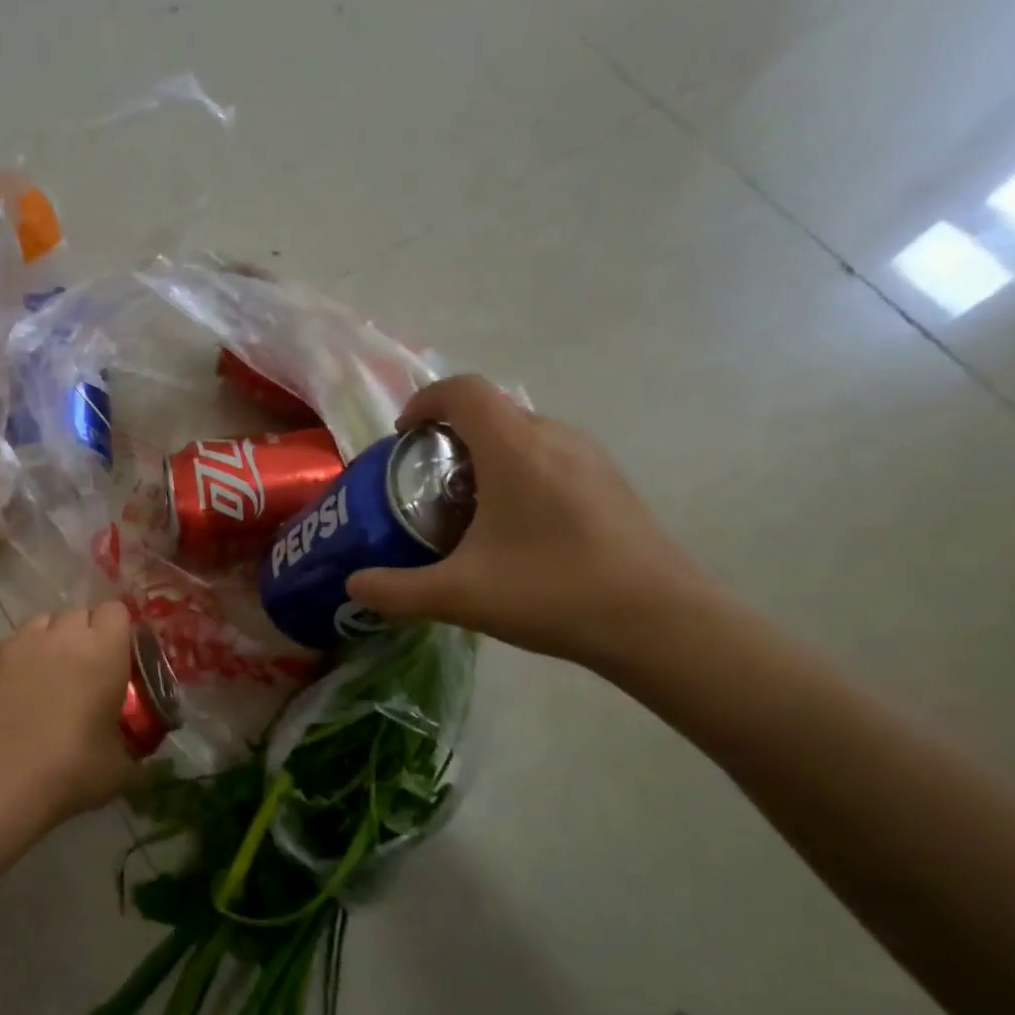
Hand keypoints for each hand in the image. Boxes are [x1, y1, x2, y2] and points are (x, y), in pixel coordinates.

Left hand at [0, 602, 141, 821]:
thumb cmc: (71, 769)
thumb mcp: (120, 769)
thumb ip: (136, 754)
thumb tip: (145, 765)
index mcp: (103, 650)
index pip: (115, 610)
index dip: (117, 630)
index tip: (117, 656)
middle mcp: (62, 635)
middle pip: (78, 613)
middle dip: (84, 634)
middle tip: (84, 670)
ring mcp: (21, 643)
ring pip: (41, 623)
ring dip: (50, 640)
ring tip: (47, 675)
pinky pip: (11, 644)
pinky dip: (18, 658)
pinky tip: (15, 691)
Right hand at [346, 375, 713, 667]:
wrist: (661, 623)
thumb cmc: (553, 592)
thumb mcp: (460, 595)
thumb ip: (397, 590)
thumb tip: (353, 585)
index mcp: (515, 447)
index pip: (462, 390)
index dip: (424, 401)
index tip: (401, 438)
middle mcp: (554, 437)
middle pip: (489, 411)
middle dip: (446, 438)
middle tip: (423, 484)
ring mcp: (589, 457)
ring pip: (521, 434)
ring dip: (483, 456)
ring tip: (463, 508)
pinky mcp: (609, 482)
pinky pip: (548, 456)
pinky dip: (516, 472)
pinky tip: (513, 529)